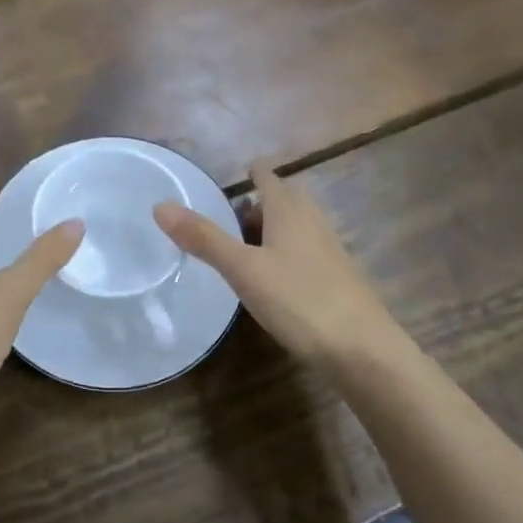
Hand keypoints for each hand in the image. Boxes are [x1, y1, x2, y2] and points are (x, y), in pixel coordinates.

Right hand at [154, 162, 402, 368]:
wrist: (362, 349)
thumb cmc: (299, 299)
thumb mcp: (242, 269)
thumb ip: (203, 238)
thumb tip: (160, 205)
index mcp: (289, 210)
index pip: (268, 176)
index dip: (251, 173)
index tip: (229, 178)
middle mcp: (312, 222)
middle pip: (283, 200)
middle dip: (257, 204)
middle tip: (226, 220)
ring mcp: (329, 250)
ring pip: (295, 227)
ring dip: (270, 230)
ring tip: (242, 250)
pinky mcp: (336, 277)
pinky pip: (304, 252)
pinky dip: (283, 254)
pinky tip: (271, 280)